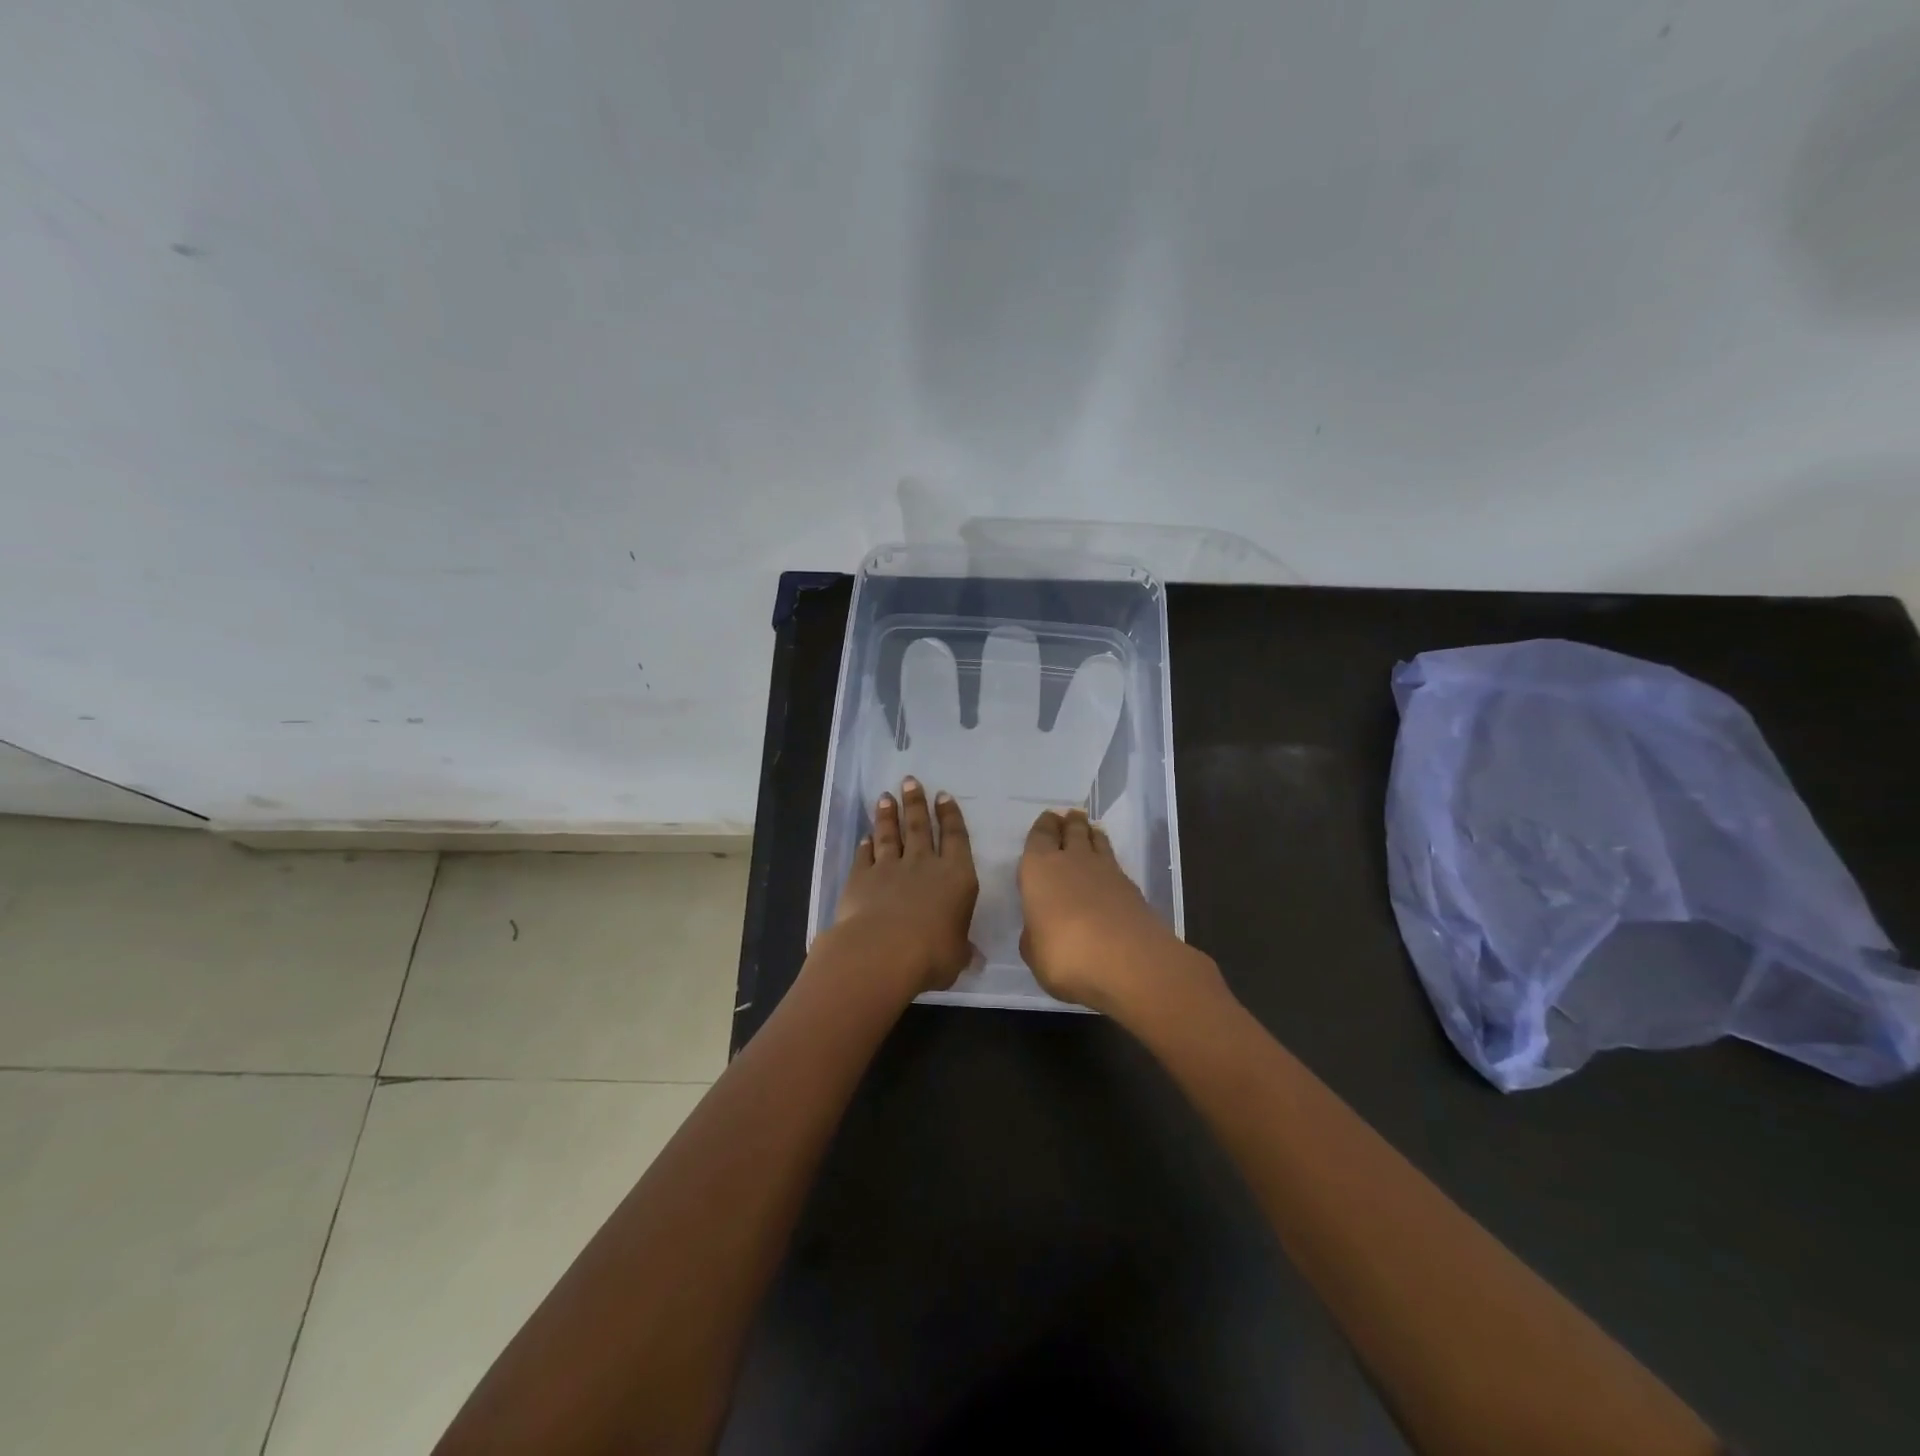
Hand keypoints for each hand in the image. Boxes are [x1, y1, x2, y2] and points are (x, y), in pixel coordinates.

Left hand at [823, 777, 978, 997]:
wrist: (882, 952)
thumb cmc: (932, 954)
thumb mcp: (957, 956)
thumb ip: (962, 949)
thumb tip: (974, 957)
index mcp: (956, 877)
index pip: (956, 838)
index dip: (951, 816)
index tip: (943, 796)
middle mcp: (924, 864)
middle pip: (920, 826)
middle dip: (916, 803)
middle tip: (910, 781)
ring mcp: (890, 868)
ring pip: (890, 835)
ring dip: (888, 815)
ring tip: (886, 796)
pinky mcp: (862, 878)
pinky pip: (865, 856)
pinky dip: (865, 845)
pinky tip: (865, 837)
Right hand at [1017, 807, 1218, 1018]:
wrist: (1128, 962)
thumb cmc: (1065, 955)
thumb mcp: (1034, 953)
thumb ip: (1034, 934)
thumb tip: (1040, 927)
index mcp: (1039, 869)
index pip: (1039, 836)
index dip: (1043, 827)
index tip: (1047, 819)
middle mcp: (1072, 860)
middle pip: (1071, 830)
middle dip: (1068, 822)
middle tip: (1069, 817)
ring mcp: (1106, 871)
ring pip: (1097, 840)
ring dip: (1091, 834)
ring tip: (1090, 832)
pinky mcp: (1132, 887)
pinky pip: (1115, 864)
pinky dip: (1109, 861)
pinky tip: (1107, 870)